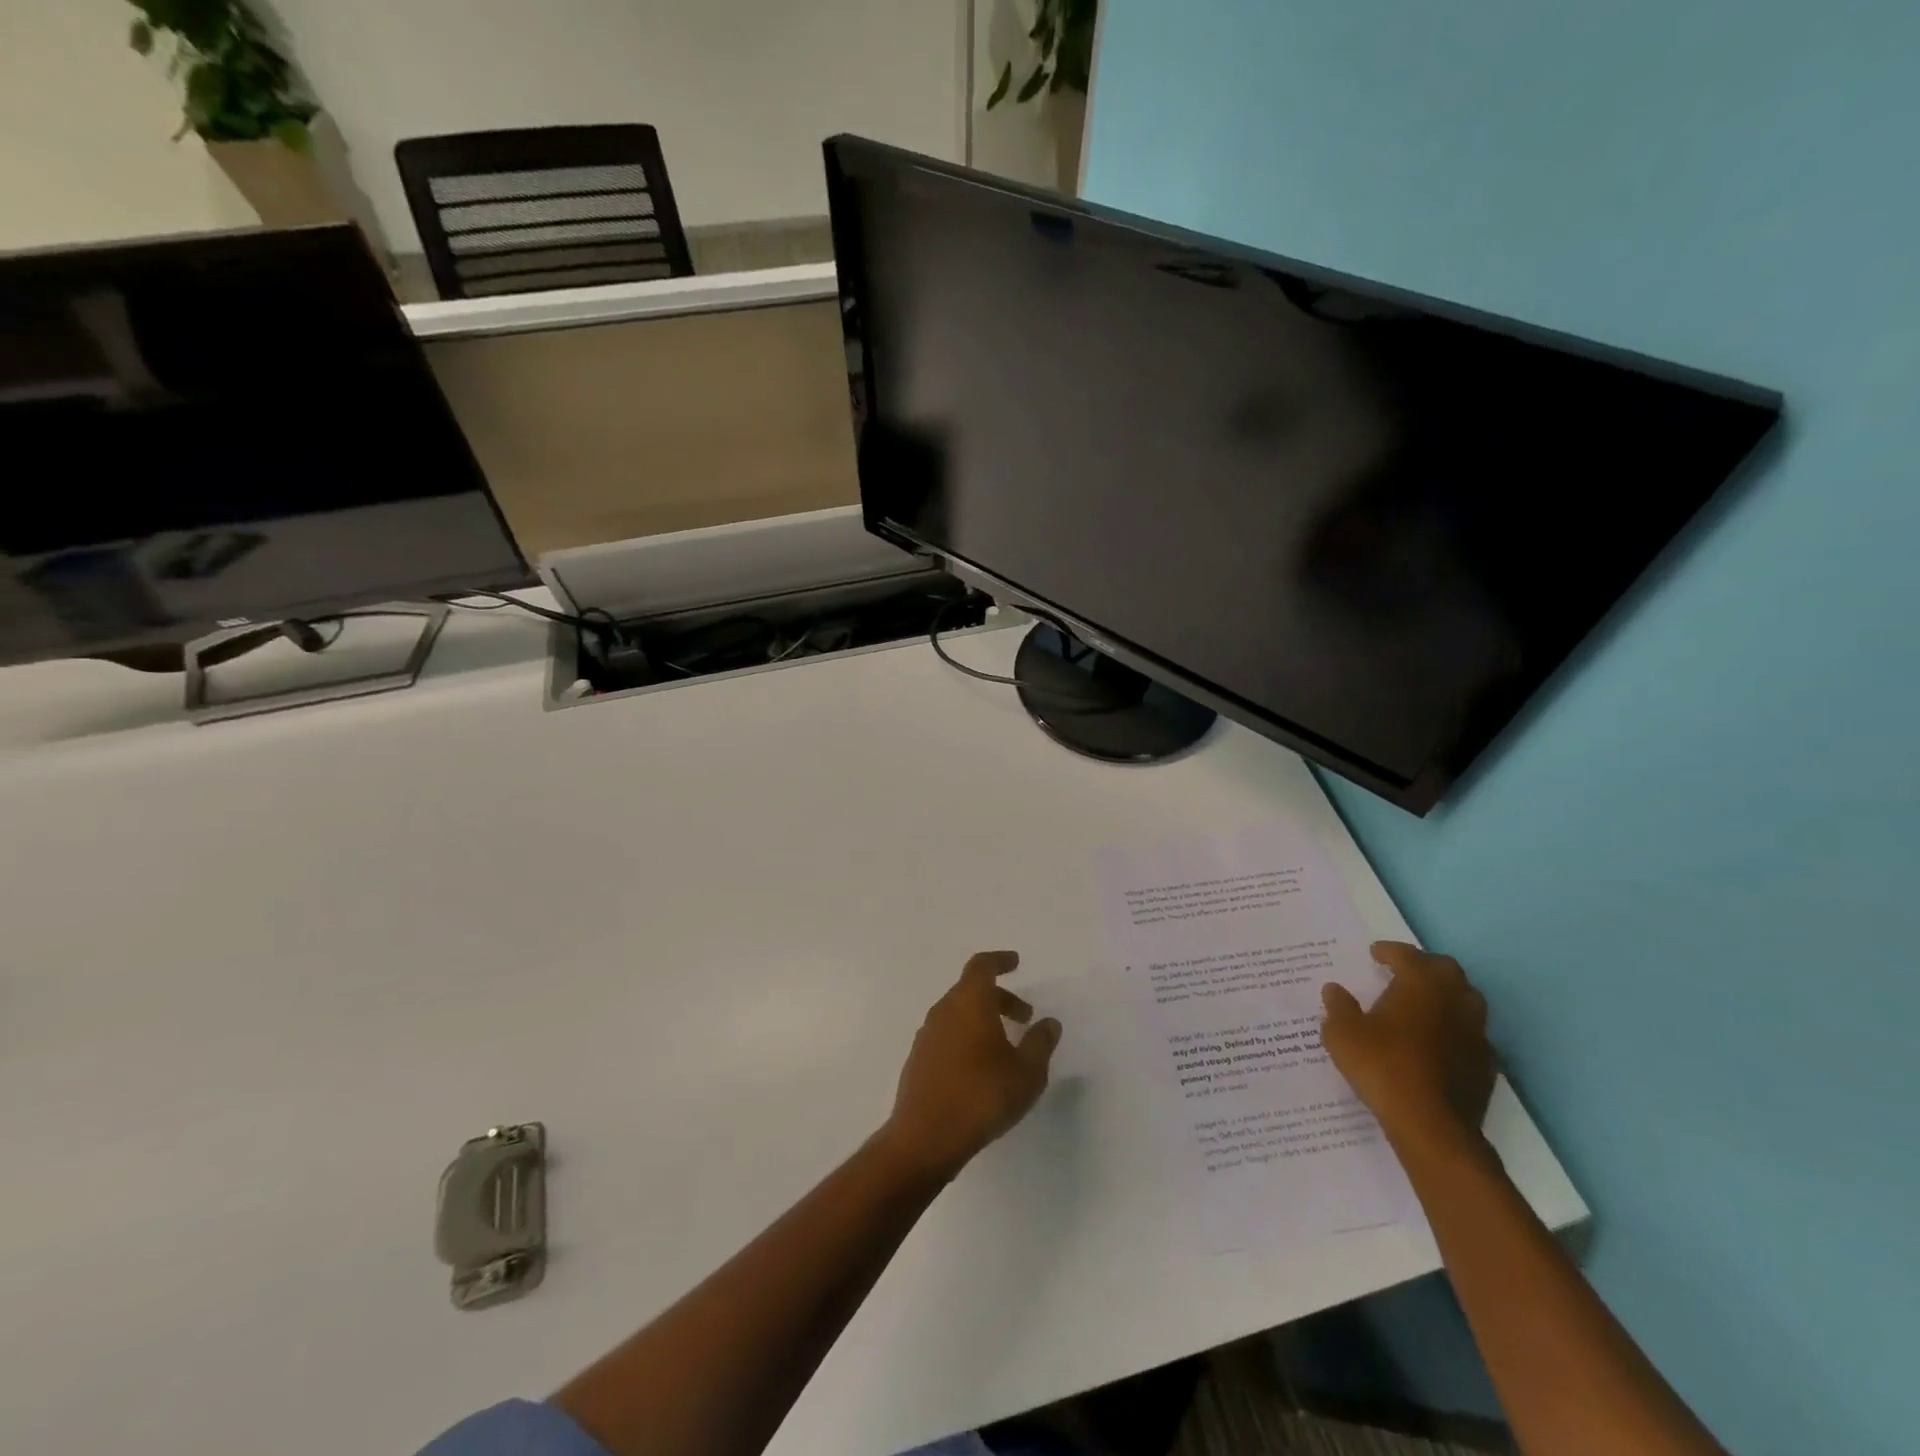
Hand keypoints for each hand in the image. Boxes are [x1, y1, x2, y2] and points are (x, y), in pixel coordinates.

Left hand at [881, 951, 1060, 1183]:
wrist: (925, 1138)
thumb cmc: (982, 1097)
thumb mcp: (1026, 1072)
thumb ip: (1040, 1043)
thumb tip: (1048, 1023)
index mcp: (969, 1002)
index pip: (982, 966)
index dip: (999, 961)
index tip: (1016, 963)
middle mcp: (944, 1011)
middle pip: (971, 990)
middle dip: (1000, 997)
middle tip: (1024, 1017)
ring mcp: (927, 1035)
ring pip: (958, 1013)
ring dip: (983, 1019)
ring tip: (1006, 1046)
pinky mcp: (918, 1060)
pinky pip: (947, 1035)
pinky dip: (967, 1037)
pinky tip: (980, 1067)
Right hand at [1321, 942, 1496, 1153]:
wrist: (1431, 1125)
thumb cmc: (1382, 1067)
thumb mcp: (1342, 1033)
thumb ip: (1338, 1007)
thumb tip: (1334, 989)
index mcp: (1420, 985)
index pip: (1408, 955)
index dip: (1390, 951)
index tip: (1375, 953)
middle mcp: (1453, 1002)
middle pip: (1447, 970)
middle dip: (1425, 966)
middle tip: (1403, 972)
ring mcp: (1476, 1034)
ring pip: (1468, 1000)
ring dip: (1447, 995)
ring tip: (1423, 1005)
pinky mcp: (1486, 1065)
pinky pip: (1473, 1034)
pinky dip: (1456, 1029)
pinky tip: (1439, 1042)